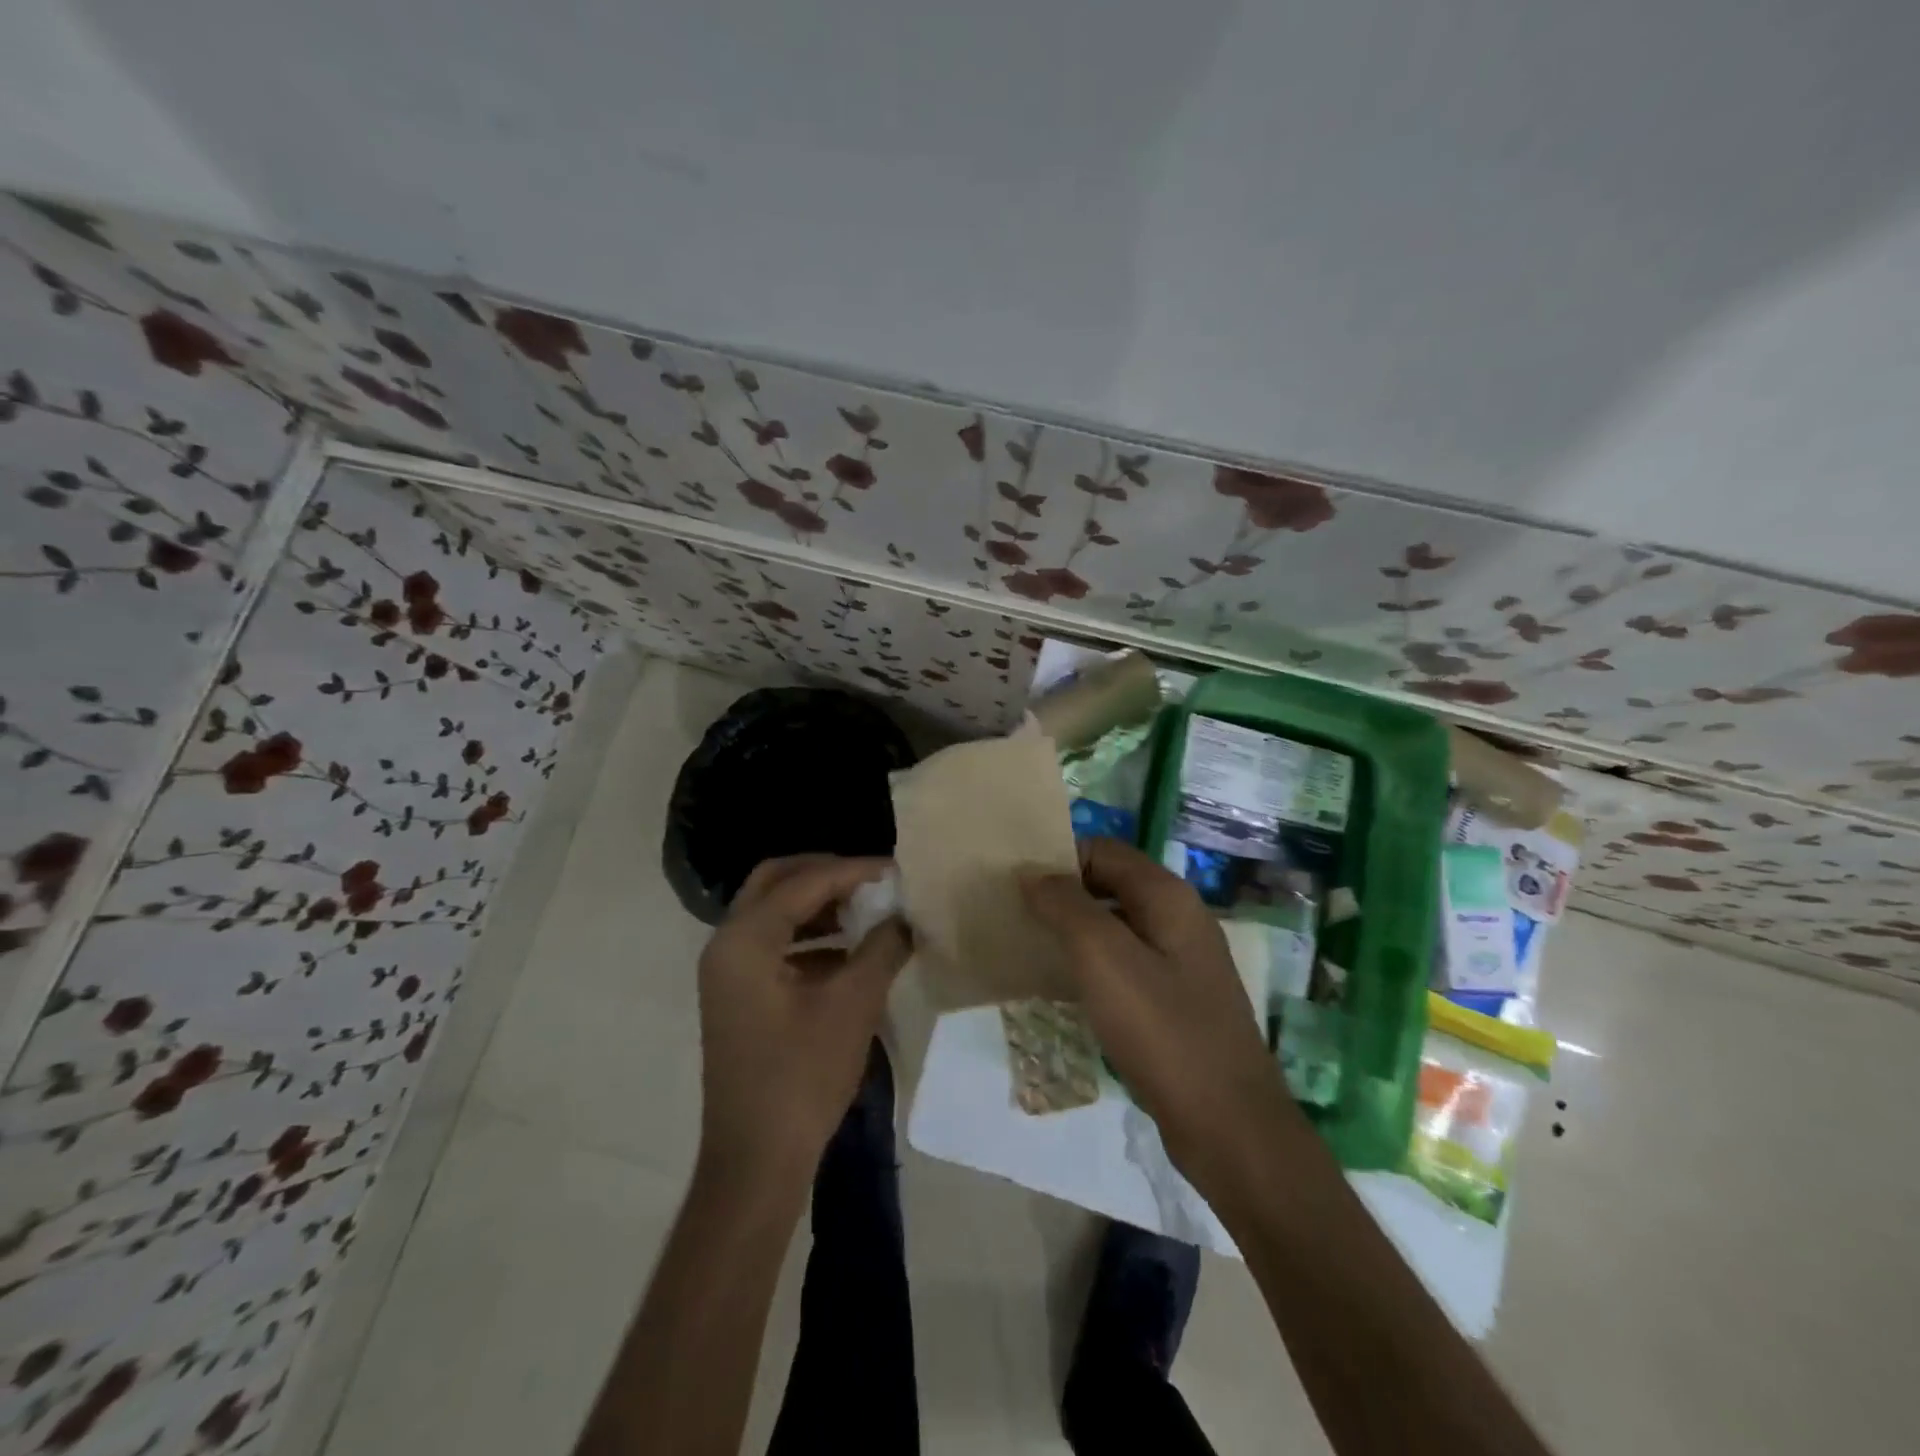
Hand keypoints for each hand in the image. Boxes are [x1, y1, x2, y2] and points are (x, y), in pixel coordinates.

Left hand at [696, 855, 909, 1197]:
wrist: (756, 1161)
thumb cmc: (802, 1077)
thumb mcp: (853, 1005)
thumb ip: (882, 948)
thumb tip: (906, 916)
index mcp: (745, 940)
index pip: (803, 882)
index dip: (852, 870)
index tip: (895, 868)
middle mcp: (727, 945)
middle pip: (776, 882)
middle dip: (825, 874)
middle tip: (871, 879)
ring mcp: (728, 972)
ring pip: (773, 913)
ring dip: (818, 905)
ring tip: (867, 909)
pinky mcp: (739, 996)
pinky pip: (774, 945)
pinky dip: (810, 938)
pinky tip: (850, 952)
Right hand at [1021, 838, 1300, 1194]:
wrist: (1228, 1127)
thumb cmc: (1163, 1030)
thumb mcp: (1104, 957)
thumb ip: (1065, 905)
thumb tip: (1031, 873)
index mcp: (1168, 896)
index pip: (1103, 850)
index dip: (1059, 859)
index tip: (1015, 884)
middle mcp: (1177, 919)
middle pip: (1108, 885)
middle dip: (1061, 896)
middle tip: (1012, 915)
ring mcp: (1178, 963)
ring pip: (1113, 928)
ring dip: (1071, 933)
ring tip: (1025, 949)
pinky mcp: (1173, 1002)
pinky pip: (1122, 966)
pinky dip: (1088, 967)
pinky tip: (1058, 988)